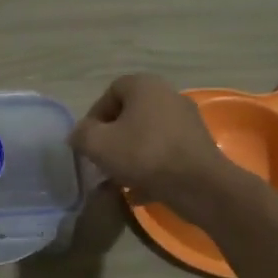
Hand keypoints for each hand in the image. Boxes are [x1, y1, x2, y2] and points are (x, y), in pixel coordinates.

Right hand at [69, 74, 231, 219]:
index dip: (94, 116)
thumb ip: (81, 134)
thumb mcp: (98, 144)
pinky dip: (150, 168)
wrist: (198, 185)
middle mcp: (168, 96)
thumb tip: (79, 134)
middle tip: (102, 160)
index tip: (88, 141)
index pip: (110, 92)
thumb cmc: (144, 154)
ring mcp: (187, 121)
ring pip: (148, 135)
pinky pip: (165, 153)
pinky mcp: (198, 146)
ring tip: (118, 179)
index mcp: (145, 86)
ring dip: (130, 155)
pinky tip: (139, 191)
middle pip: (130, 114)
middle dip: (112, 138)